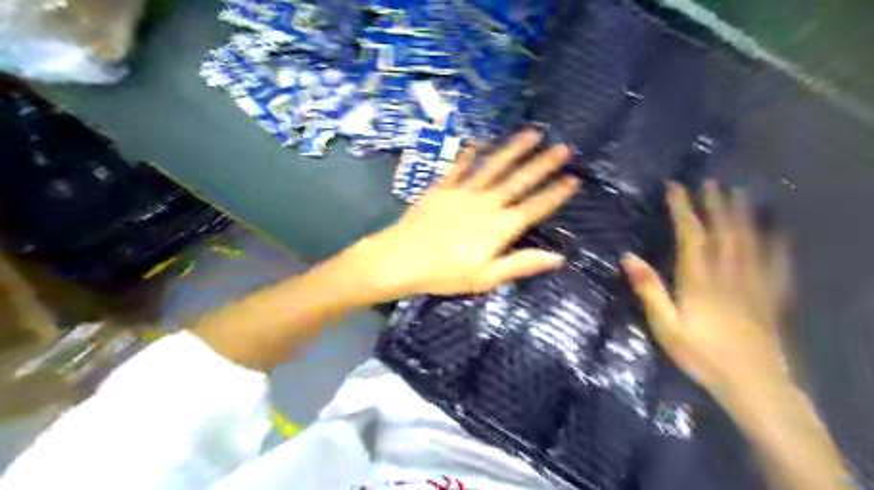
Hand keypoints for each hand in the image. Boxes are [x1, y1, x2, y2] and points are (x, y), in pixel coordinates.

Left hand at [363, 130, 579, 295]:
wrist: (401, 259)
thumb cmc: (445, 274)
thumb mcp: (486, 278)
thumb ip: (521, 264)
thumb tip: (558, 257)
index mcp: (499, 227)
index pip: (535, 207)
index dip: (555, 194)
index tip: (574, 178)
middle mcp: (486, 204)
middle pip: (519, 181)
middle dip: (543, 164)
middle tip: (563, 147)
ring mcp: (463, 192)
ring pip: (493, 167)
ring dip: (513, 149)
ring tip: (532, 133)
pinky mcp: (442, 188)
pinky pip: (459, 167)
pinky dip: (468, 154)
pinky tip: (478, 143)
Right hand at [621, 181, 792, 396]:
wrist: (752, 383)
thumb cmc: (701, 354)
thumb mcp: (665, 325)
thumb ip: (649, 290)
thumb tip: (628, 257)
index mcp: (699, 279)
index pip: (692, 235)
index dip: (683, 209)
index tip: (676, 188)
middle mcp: (728, 274)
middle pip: (724, 232)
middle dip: (716, 205)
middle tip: (712, 182)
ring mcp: (753, 284)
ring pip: (750, 241)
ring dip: (744, 216)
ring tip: (741, 194)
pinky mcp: (770, 297)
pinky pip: (776, 265)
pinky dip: (777, 245)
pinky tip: (779, 233)